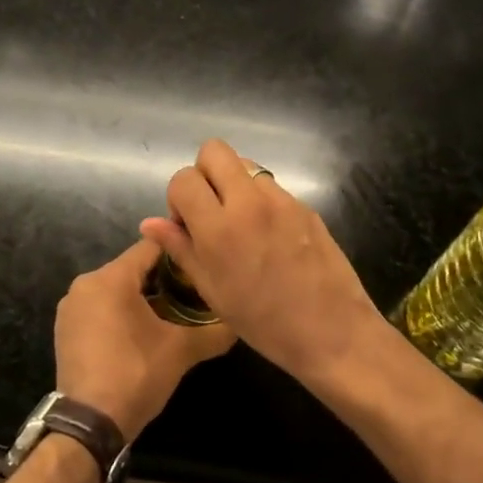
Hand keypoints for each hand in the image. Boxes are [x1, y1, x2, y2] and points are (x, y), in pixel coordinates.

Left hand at [55, 239, 235, 437]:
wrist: (88, 425)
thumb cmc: (135, 374)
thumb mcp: (181, 351)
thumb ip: (213, 331)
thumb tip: (239, 323)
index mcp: (110, 278)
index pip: (151, 247)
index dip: (179, 253)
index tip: (200, 266)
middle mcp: (85, 283)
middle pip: (133, 268)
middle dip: (163, 279)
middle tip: (192, 295)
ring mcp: (71, 307)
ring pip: (116, 288)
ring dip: (142, 297)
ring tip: (171, 315)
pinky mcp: (65, 329)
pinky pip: (100, 307)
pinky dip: (120, 312)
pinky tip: (141, 334)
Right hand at [138, 140, 387, 384]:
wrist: (332, 331)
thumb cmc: (264, 322)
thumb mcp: (212, 290)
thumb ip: (180, 248)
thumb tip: (150, 223)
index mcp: (219, 227)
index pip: (184, 178)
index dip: (178, 197)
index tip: (187, 224)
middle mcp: (249, 202)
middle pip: (214, 150)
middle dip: (204, 173)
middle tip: (210, 209)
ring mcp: (281, 199)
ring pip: (245, 166)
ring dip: (234, 185)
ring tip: (241, 224)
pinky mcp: (304, 205)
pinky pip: (271, 187)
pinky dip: (260, 200)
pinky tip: (269, 236)